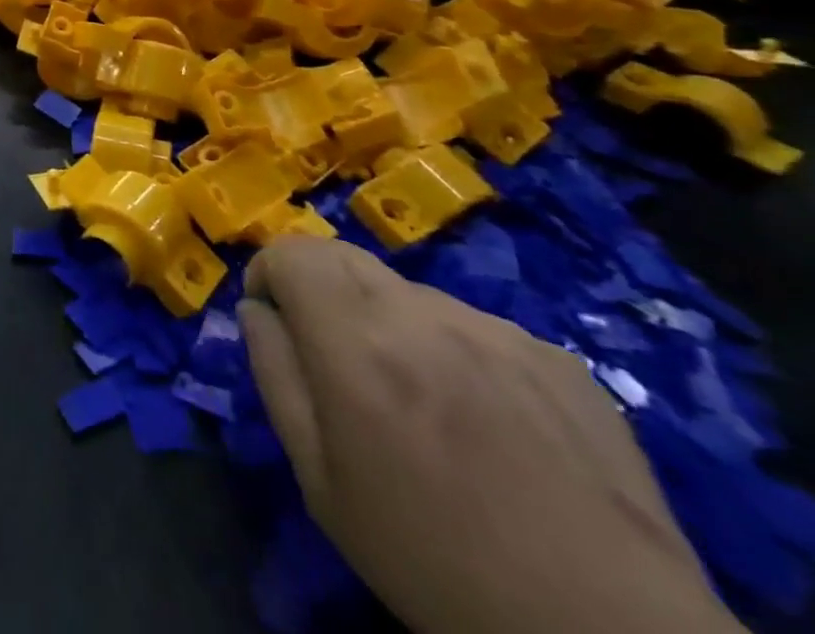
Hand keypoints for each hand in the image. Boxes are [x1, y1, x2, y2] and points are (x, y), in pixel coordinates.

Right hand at [240, 237, 742, 633]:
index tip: (275, 321)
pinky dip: (457, 353)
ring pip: (411, 294)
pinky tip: (489, 426)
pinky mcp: (556, 357)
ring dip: (391, 324)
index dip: (269, 275)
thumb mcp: (319, 480)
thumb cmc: (434, 562)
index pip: (291, 251)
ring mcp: (497, 331)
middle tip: (337, 362)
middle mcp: (422, 315)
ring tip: (423, 406)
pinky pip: (477, 329)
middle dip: (320, 289)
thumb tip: (258, 311)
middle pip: (344, 257)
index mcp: (356, 341)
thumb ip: (275, 375)